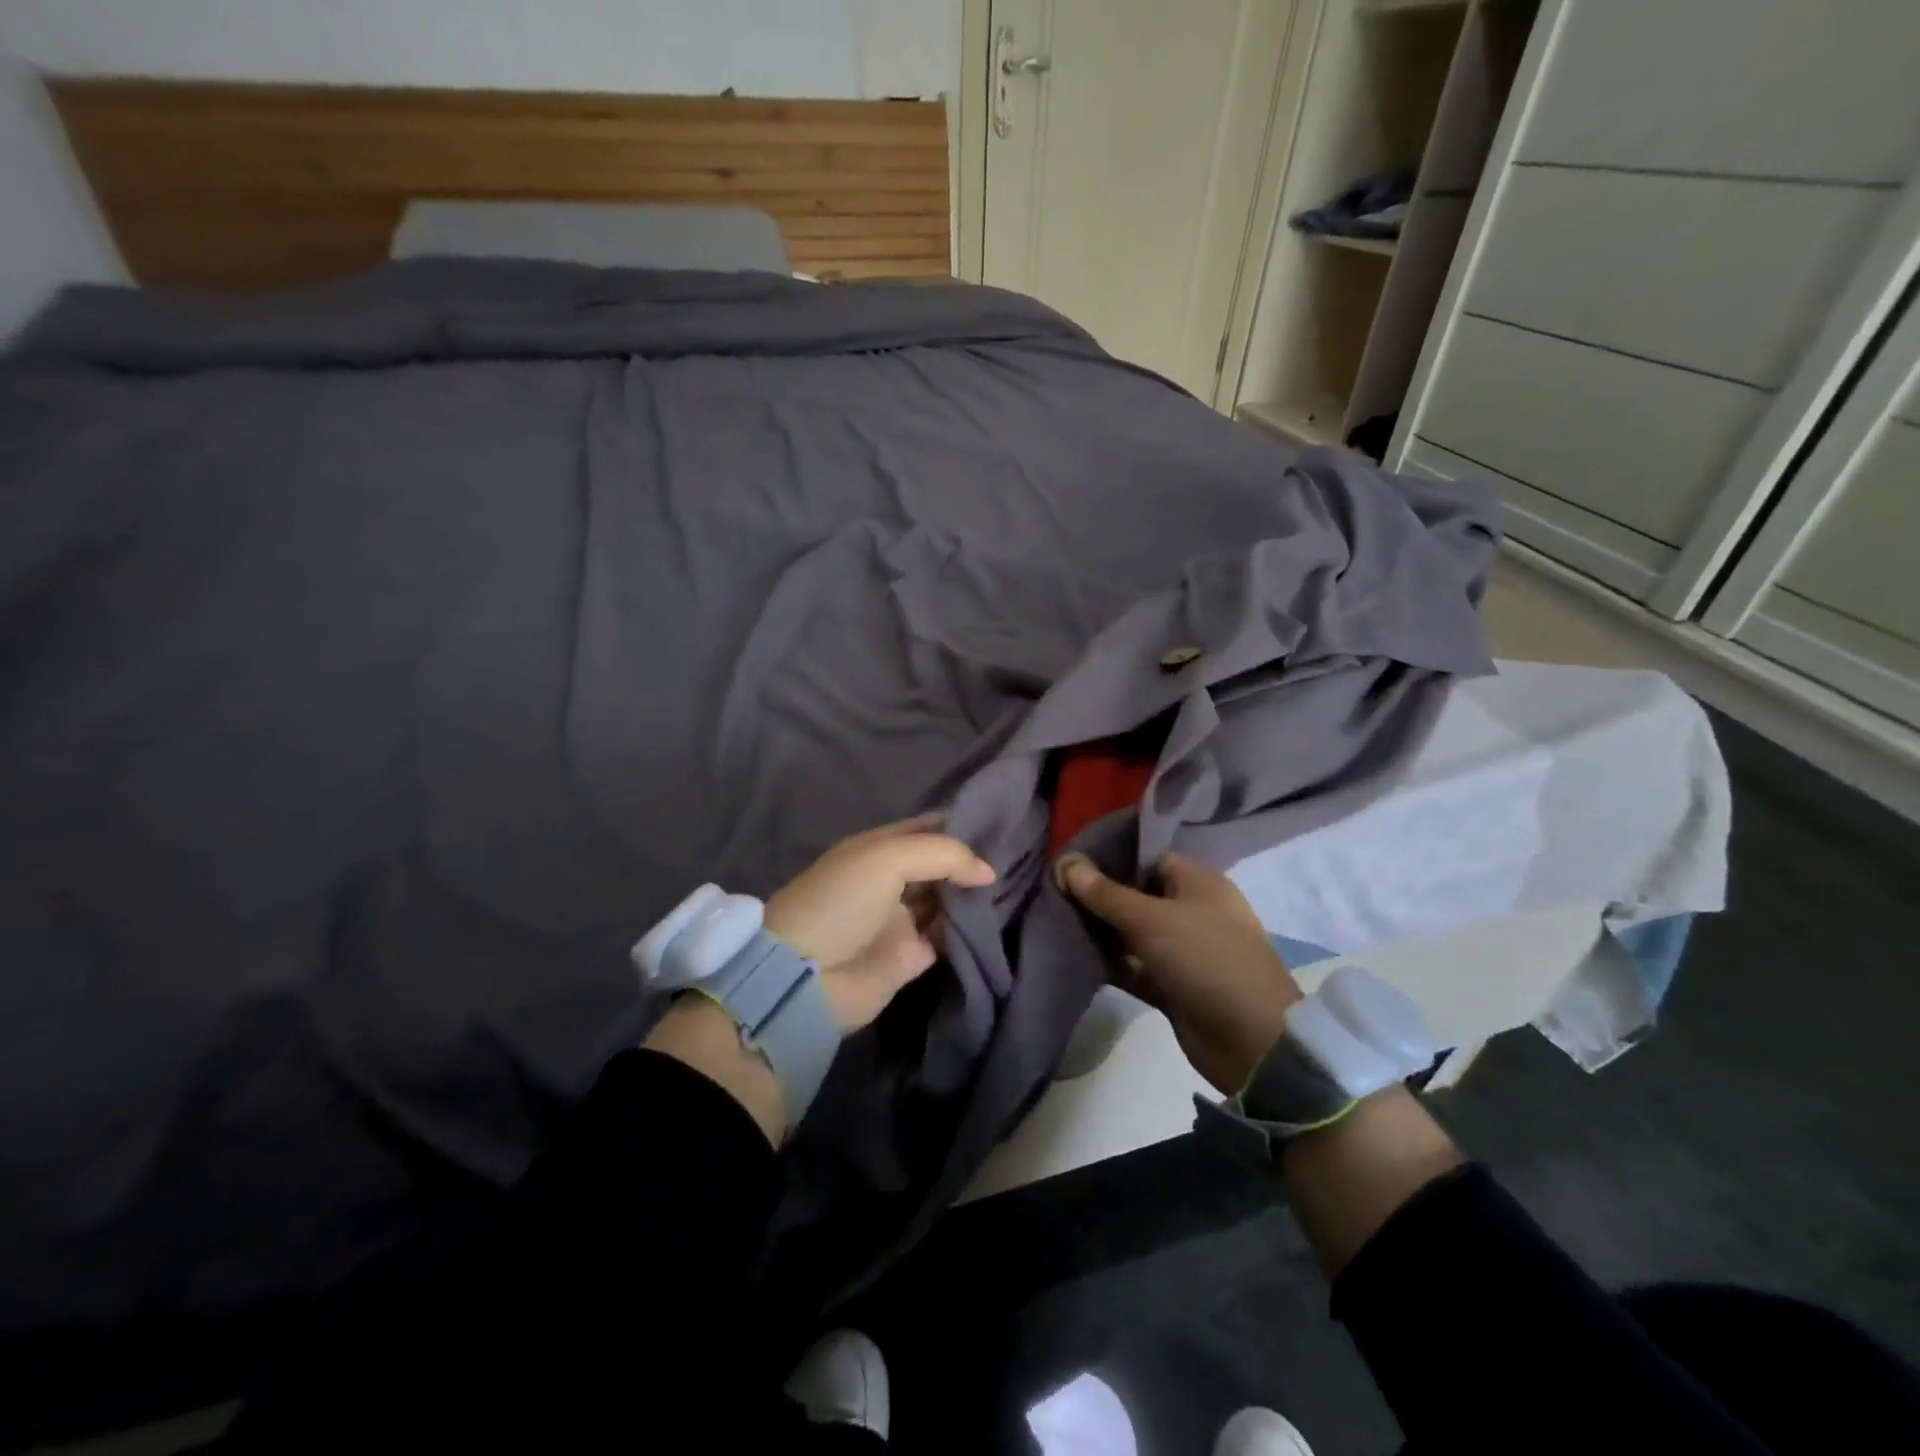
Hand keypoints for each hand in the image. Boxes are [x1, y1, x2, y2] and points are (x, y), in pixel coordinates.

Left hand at [765, 814, 996, 1032]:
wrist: (806, 976)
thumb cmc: (842, 901)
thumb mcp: (887, 858)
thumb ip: (943, 854)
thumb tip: (989, 872)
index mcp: (878, 849)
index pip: (926, 828)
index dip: (959, 823)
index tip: (999, 821)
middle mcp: (891, 879)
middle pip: (940, 864)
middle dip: (971, 859)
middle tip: (1015, 854)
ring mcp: (902, 918)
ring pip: (948, 899)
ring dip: (974, 893)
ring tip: (1015, 883)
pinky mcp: (912, 955)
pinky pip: (950, 936)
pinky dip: (971, 929)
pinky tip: (997, 917)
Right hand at [1055, 850, 1302, 1094]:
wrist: (1251, 1041)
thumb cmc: (1204, 959)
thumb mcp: (1150, 919)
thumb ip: (1105, 893)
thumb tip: (1066, 862)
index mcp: (1198, 882)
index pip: (1148, 858)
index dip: (1110, 858)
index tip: (1070, 864)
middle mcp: (1192, 911)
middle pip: (1137, 895)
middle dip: (1099, 896)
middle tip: (1054, 893)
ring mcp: (1183, 950)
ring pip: (1132, 933)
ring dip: (1101, 931)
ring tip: (1055, 921)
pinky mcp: (1173, 985)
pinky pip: (1134, 966)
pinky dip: (1111, 963)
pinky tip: (1074, 956)